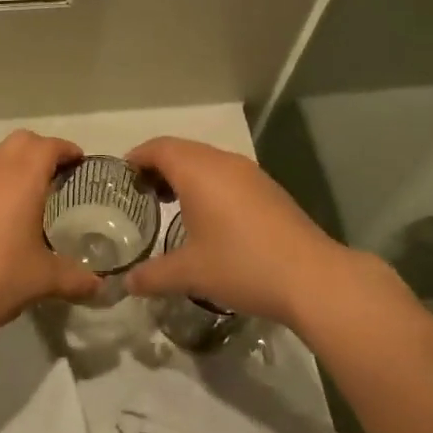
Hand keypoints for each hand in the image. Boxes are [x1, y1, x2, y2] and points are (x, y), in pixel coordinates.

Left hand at [0, 131, 100, 336]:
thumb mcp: (41, 280)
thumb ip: (75, 279)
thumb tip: (101, 286)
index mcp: (22, 176)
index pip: (51, 146)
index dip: (70, 152)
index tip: (85, 167)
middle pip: (25, 141)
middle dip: (46, 151)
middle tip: (64, 179)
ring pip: (2, 155)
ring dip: (22, 164)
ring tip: (40, 196)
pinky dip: (4, 181)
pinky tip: (11, 215)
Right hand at [121, 137, 353, 327]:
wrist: (311, 277)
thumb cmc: (242, 266)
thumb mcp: (190, 273)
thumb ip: (153, 275)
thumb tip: (125, 283)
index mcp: (197, 170)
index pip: (158, 148)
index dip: (136, 158)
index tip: (121, 177)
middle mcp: (222, 161)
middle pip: (181, 149)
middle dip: (158, 166)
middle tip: (141, 194)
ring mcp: (249, 173)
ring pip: (206, 160)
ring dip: (185, 174)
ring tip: (170, 204)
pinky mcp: (268, 188)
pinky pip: (226, 173)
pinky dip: (208, 183)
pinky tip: (209, 216)